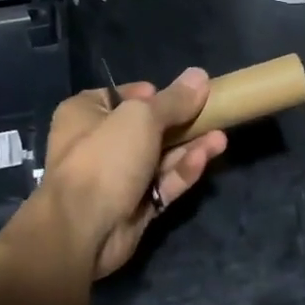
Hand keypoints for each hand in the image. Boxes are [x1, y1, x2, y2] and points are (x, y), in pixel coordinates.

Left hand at [41, 69, 227, 277]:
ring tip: (221, 138)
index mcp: (86, 113)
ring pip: (160, 157)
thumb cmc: (105, 159)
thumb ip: (174, 100)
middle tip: (214, 114)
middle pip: (148, 127)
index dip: (155, 94)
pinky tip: (206, 158)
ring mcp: (117, 177)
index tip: (184, 95)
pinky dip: (182, 171)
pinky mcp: (134, 205)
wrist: (83, 229)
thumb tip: (200, 75)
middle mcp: (99, 143)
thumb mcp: (142, 118)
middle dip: (182, 122)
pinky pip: (162, 183)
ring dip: (190, 147)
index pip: (124, 96)